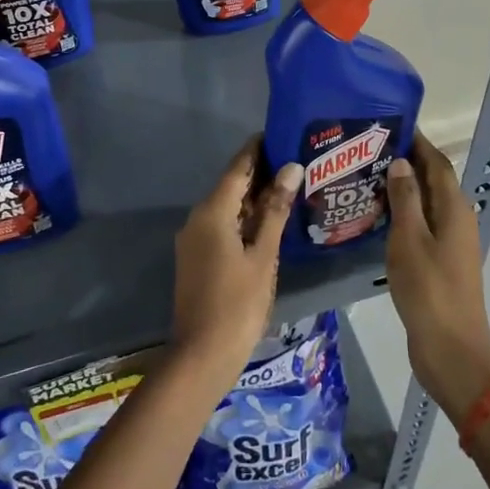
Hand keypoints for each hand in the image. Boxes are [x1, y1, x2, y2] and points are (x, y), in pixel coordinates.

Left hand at [171, 138, 302, 376]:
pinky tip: (268, 222)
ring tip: (289, 187)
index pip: (237, 168)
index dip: (257, 149)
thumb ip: (275, 211)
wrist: (202, 354)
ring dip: (253, 198)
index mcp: (212, 212)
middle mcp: (197, 218)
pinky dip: (244, 219)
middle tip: (295, 161)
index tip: (280, 133)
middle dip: (260, 173)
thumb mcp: (263, 256)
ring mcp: (193, 239)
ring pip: (226, 207)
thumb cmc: (238, 303)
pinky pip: (221, 225)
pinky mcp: (196, 257)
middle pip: (230, 186)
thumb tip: (291, 168)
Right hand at [385, 135, 489, 421]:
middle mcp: (457, 220)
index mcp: (454, 208)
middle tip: (370, 151)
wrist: (451, 348)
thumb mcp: (409, 238)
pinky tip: (378, 219)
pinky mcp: (441, 263)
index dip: (419, 142)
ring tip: (367, 179)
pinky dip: (403, 215)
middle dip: (407, 162)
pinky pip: (422, 226)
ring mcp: (451, 243)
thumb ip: (405, 197)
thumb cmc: (429, 288)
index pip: (437, 163)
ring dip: (403, 189)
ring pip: (426, 204)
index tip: (391, 124)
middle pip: (434, 181)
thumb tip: (402, 162)